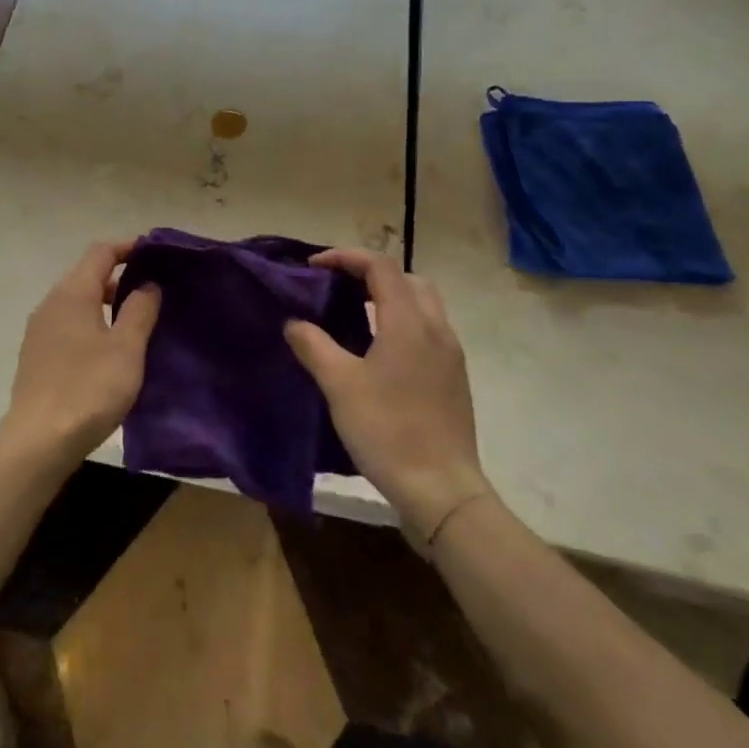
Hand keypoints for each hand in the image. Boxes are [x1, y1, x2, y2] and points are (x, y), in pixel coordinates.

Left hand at [0, 239, 160, 469]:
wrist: (38, 441)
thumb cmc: (88, 388)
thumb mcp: (127, 348)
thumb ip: (140, 310)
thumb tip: (147, 284)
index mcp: (73, 292)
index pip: (101, 251)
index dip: (128, 247)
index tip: (155, 255)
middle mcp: (51, 303)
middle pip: (87, 275)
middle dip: (119, 276)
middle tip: (152, 292)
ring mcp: (39, 330)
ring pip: (77, 302)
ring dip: (105, 304)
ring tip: (135, 322)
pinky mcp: (36, 355)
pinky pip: (68, 325)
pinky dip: (90, 325)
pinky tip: (108, 351)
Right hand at [285, 249, 491, 548]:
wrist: (441, 490)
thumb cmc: (388, 430)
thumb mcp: (339, 385)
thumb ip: (314, 346)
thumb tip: (295, 323)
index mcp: (409, 323)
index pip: (380, 266)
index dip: (346, 257)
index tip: (314, 266)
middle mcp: (436, 330)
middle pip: (408, 279)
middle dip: (371, 273)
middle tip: (338, 287)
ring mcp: (450, 355)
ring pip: (423, 305)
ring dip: (389, 298)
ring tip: (354, 315)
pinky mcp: (454, 378)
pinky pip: (428, 331)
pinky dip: (402, 323)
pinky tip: (378, 351)